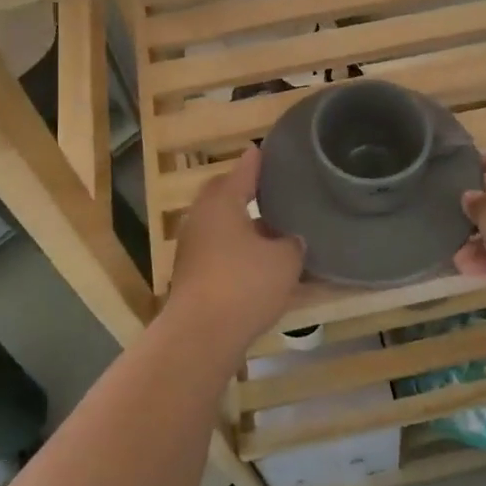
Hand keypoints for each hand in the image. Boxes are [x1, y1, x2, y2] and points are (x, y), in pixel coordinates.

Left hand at [166, 146, 303, 346]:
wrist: (201, 336)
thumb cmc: (244, 285)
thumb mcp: (284, 260)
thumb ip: (292, 242)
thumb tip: (292, 238)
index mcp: (222, 201)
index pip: (245, 168)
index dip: (261, 160)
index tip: (272, 149)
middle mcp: (203, 217)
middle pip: (228, 194)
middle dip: (252, 191)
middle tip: (279, 190)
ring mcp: (194, 246)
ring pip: (224, 224)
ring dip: (247, 224)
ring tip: (277, 227)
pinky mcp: (193, 273)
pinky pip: (222, 249)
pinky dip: (241, 249)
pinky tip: (263, 261)